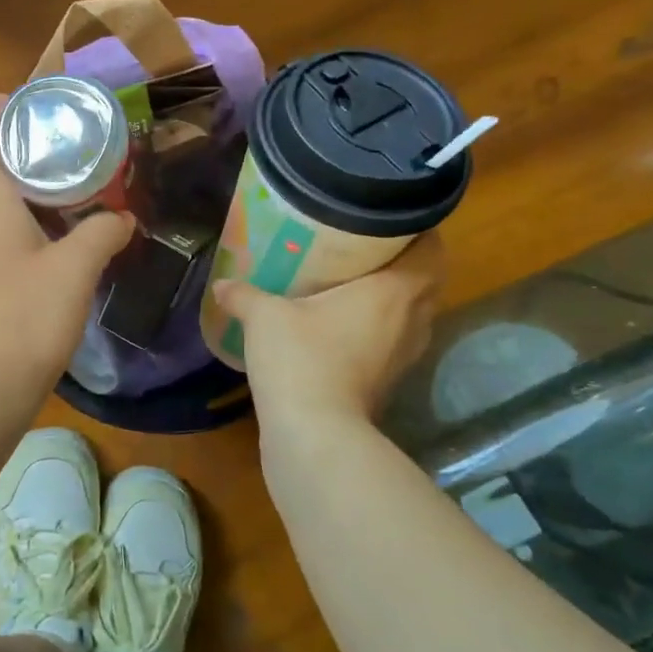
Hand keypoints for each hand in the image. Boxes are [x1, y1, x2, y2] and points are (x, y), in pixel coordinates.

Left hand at [0, 92, 134, 406]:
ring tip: (55, 203)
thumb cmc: (26, 318)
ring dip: (5, 190)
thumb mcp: (78, 270)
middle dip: (4, 148)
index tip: (19, 111)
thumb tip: (123, 219)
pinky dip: (0, 226)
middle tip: (52, 157)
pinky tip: (39, 254)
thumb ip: (104, 234)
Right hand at [213, 232, 444, 426]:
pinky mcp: (391, 380)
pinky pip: (396, 340)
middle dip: (407, 261)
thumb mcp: (264, 317)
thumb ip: (244, 294)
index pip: (431, 248)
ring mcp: (406, 354)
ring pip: (415, 313)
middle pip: (429, 279)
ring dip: (397, 298)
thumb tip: (221, 284)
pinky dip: (382, 328)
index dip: (419, 229)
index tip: (388, 218)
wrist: (314, 433)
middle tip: (368, 247)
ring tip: (358, 283)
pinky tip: (346, 326)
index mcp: (395, 290)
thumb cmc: (301, 359)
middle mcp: (413, 319)